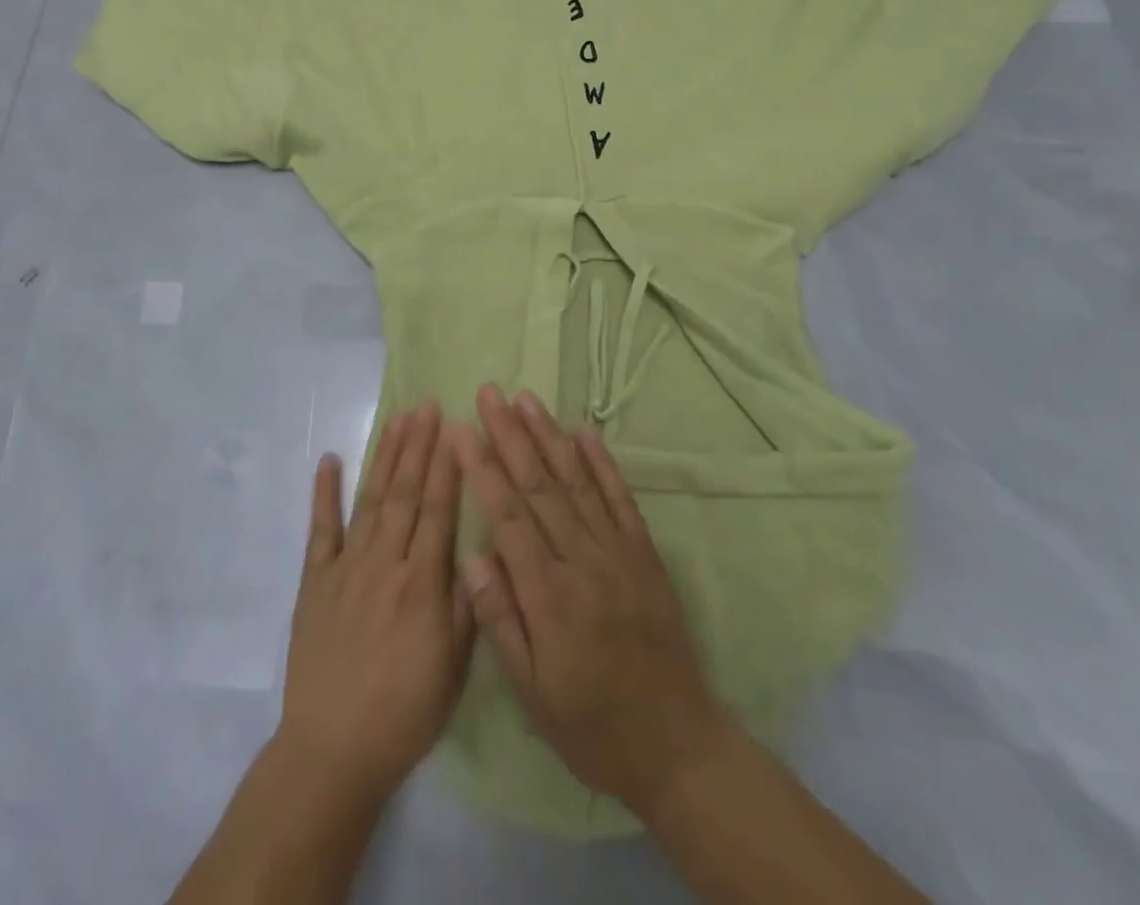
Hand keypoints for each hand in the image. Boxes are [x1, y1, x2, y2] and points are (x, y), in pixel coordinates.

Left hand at [276, 402, 474, 805]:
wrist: (333, 749)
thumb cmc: (404, 712)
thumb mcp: (454, 668)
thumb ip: (467, 604)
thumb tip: (479, 548)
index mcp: (422, 583)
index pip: (439, 510)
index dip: (447, 466)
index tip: (454, 428)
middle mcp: (385, 563)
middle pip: (406, 493)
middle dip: (418, 446)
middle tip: (427, 405)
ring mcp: (346, 567)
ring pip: (371, 500)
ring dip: (385, 457)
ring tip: (398, 419)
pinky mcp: (315, 580)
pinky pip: (321, 529)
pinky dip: (324, 493)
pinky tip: (329, 459)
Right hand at [450, 385, 725, 819]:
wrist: (678, 746)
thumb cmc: (592, 726)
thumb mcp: (532, 692)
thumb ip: (500, 620)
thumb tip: (472, 555)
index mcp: (548, 595)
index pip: (506, 516)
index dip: (481, 468)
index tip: (461, 429)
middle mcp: (582, 561)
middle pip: (539, 486)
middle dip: (510, 435)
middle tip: (489, 393)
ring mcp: (618, 553)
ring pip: (576, 482)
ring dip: (549, 436)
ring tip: (526, 398)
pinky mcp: (645, 555)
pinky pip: (621, 499)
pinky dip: (602, 462)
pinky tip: (585, 431)